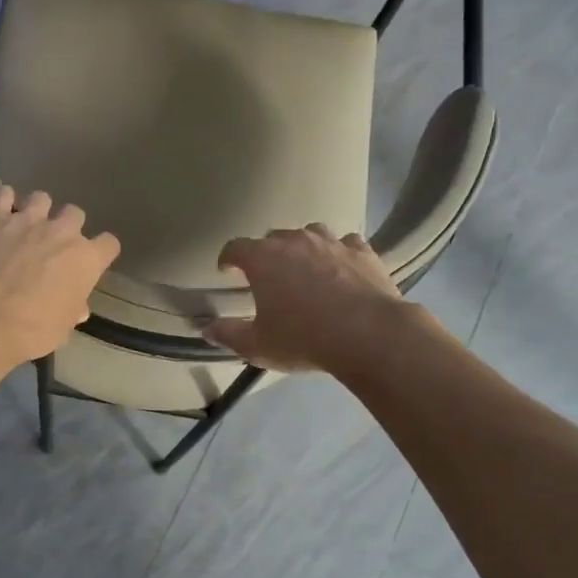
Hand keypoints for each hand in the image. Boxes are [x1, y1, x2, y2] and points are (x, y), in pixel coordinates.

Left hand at [0, 187, 120, 362]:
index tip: (91, 262)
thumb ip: (72, 310)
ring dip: (36, 210)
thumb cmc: (33, 329)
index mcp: (86, 260)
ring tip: (25, 226)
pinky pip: (3, 195)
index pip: (109, 244)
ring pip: (41, 198)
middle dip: (67, 226)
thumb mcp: (62, 328)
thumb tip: (78, 308)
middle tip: (53, 245)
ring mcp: (28, 219)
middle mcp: (63, 232)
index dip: (101, 252)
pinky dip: (3, 202)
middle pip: (75, 214)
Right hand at [205, 225, 412, 372]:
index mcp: (263, 259)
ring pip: (310, 233)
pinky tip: (341, 268)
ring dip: (302, 247)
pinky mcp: (362, 251)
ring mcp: (331, 242)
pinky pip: (345, 243)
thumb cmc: (304, 338)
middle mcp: (295, 241)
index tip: (226, 270)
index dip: (228, 258)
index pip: (235, 247)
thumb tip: (208, 329)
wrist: (369, 335)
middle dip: (266, 254)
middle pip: (272, 238)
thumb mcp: (258, 345)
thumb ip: (229, 335)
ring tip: (304, 267)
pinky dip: (339, 252)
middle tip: (267, 277)